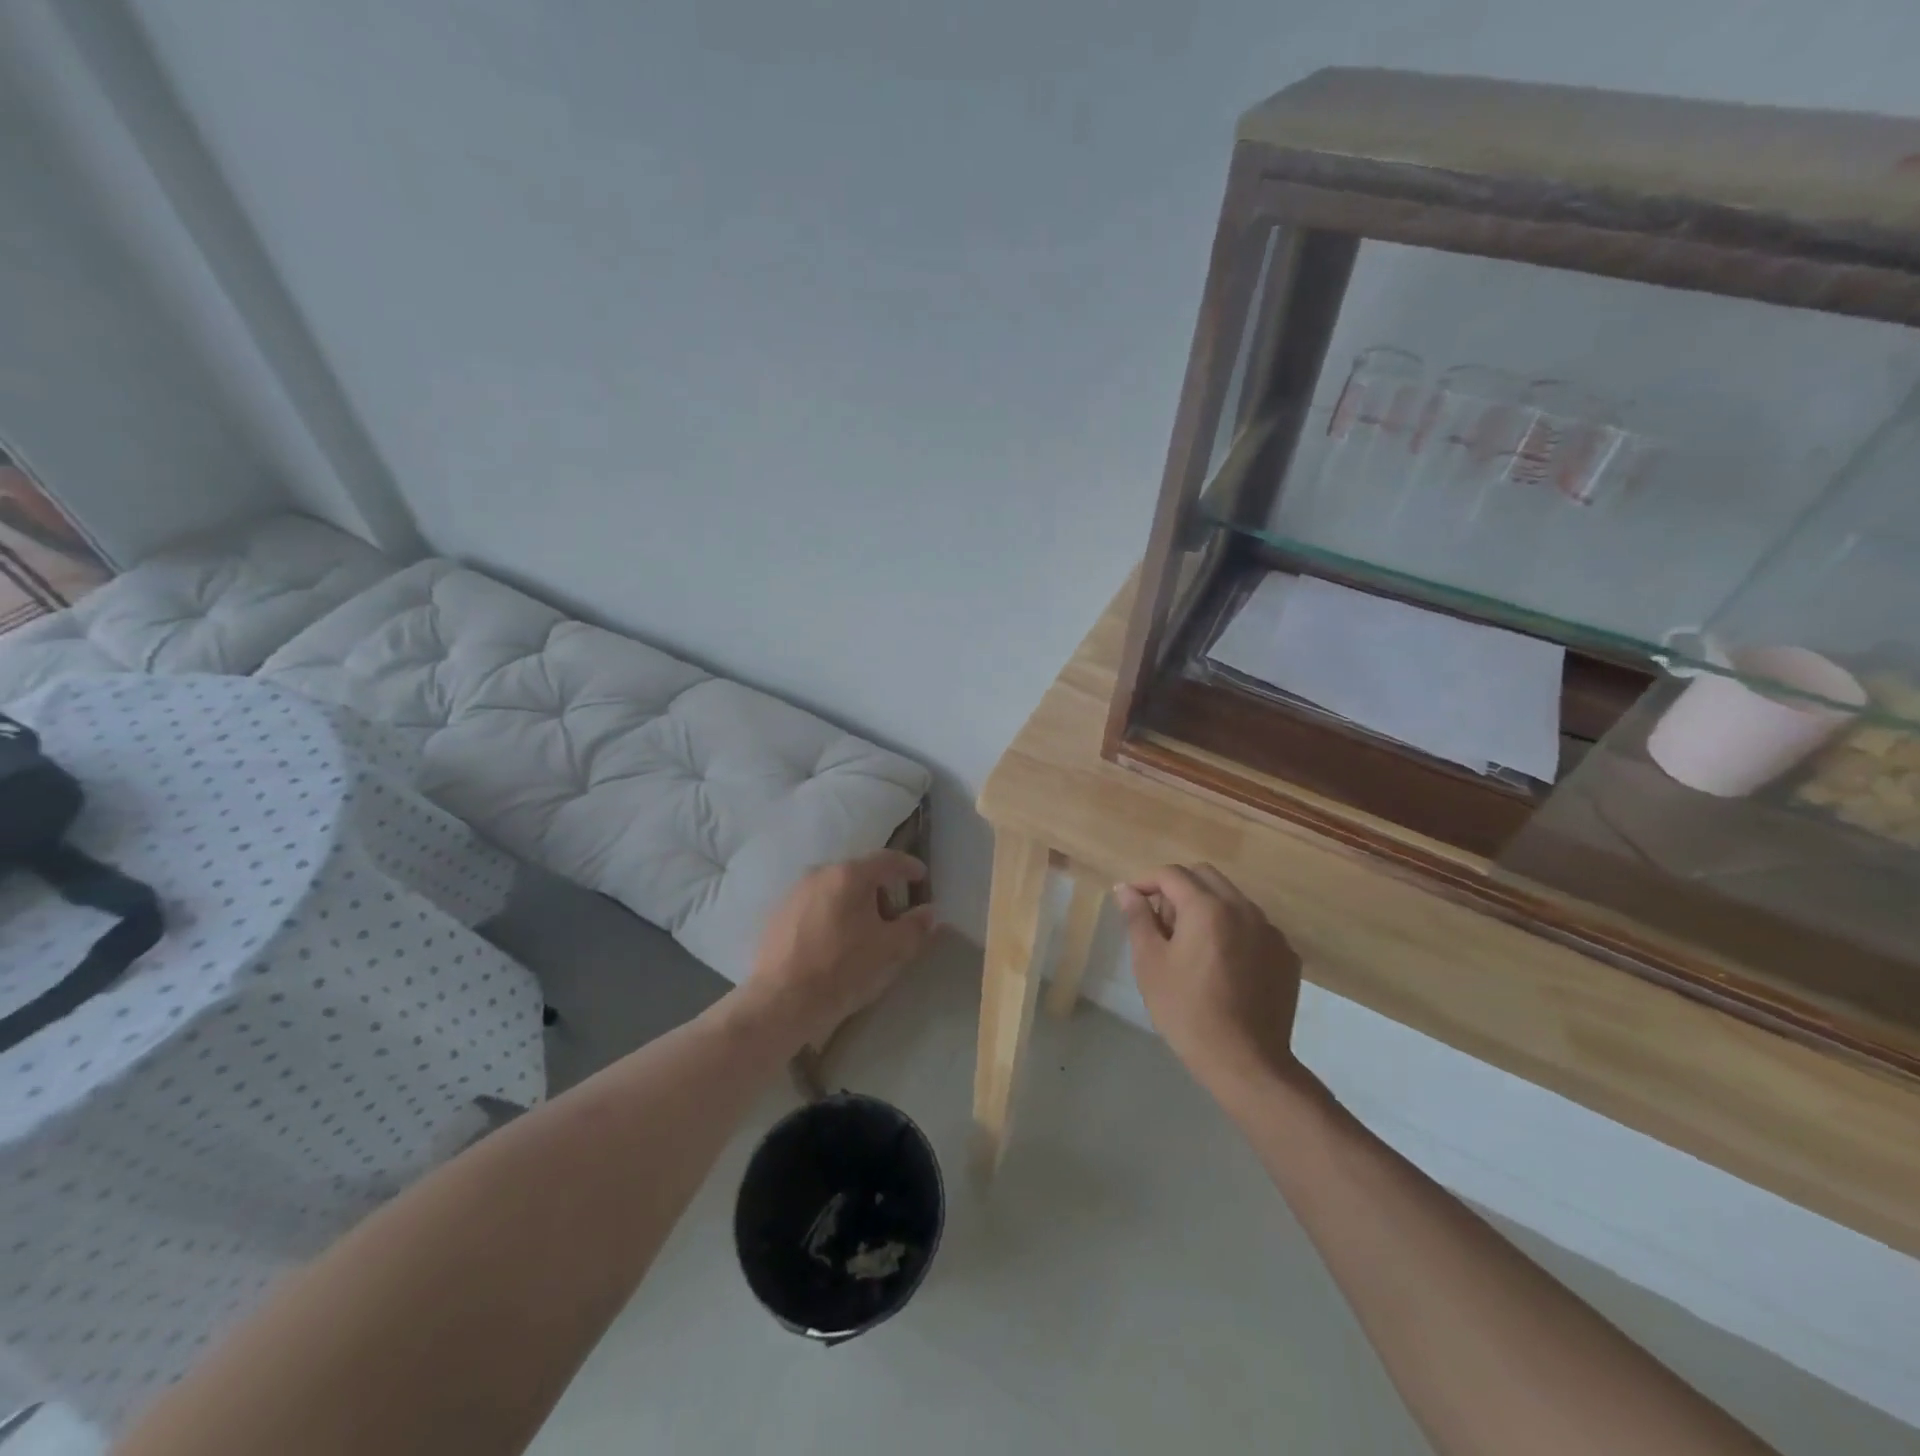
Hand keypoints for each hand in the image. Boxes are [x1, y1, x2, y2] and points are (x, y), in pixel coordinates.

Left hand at [741, 850, 936, 1048]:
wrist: (780, 1001)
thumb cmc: (842, 969)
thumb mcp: (890, 950)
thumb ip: (915, 927)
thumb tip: (929, 912)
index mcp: (849, 875)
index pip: (887, 860)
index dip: (909, 866)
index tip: (922, 877)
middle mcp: (819, 873)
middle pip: (860, 874)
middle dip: (881, 892)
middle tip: (894, 920)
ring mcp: (794, 892)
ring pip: (836, 889)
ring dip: (855, 905)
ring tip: (863, 936)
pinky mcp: (778, 914)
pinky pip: (815, 905)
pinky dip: (832, 915)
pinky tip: (834, 944)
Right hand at [1114, 864, 1305, 1103]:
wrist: (1246, 1062)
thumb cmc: (1187, 1010)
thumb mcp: (1150, 963)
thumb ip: (1138, 918)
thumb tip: (1125, 889)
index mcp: (1206, 907)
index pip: (1171, 874)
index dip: (1146, 881)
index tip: (1132, 902)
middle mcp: (1243, 908)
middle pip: (1205, 876)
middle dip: (1178, 887)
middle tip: (1161, 922)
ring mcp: (1270, 931)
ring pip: (1232, 898)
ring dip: (1206, 906)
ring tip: (1191, 945)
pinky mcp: (1286, 955)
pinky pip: (1253, 926)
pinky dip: (1232, 930)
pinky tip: (1222, 964)